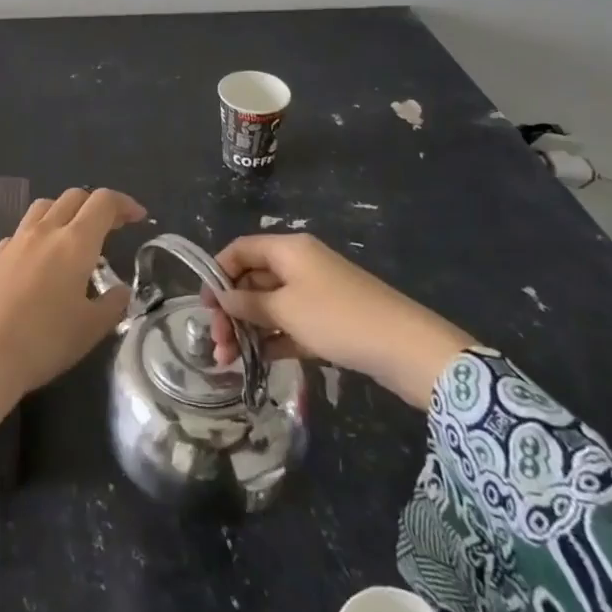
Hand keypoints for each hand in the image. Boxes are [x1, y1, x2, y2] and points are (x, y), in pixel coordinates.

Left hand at [0, 188, 139, 438]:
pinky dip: (34, 240)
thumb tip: (120, 290)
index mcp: (74, 243)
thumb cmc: (44, 342)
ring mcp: (11, 242)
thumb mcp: (91, 329)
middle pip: (72, 197)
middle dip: (95, 205)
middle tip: (109, 226)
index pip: (103, 202)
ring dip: (62, 213)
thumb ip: (112, 304)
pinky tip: (34, 267)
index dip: (124, 203)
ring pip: (41, 208)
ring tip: (70, 238)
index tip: (137, 217)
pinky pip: (17, 236)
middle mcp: (42, 232)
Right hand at [203, 233, 472, 409]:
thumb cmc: (338, 318)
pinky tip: (256, 362)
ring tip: (229, 361)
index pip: (241, 250)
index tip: (204, 305)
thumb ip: (249, 304)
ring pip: (270, 306)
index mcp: (288, 249)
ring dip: (248, 329)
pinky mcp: (330, 321)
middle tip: (217, 343)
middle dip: (231, 309)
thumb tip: (222, 299)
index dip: (218, 273)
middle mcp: (300, 264)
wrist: (408, 349)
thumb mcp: (286, 310)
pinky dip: (272, 339)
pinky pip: (290, 324)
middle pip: (253, 279)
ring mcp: (316, 293)